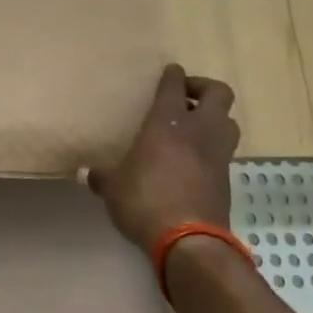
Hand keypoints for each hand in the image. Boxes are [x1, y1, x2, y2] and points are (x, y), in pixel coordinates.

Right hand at [84, 63, 238, 253]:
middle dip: (204, 88)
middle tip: (185, 97)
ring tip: (194, 127)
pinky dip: (213, 146)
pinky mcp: (227, 177)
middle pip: (219, 93)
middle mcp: (199, 130)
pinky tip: (195, 158)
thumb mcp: (113, 188)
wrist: (188, 240)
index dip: (173, 75)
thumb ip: (101, 176)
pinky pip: (224, 150)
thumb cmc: (145, 201)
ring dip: (214, 118)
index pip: (175, 85)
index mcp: (167, 122)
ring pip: (228, 120)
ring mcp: (218, 153)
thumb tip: (84, 173)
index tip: (169, 72)